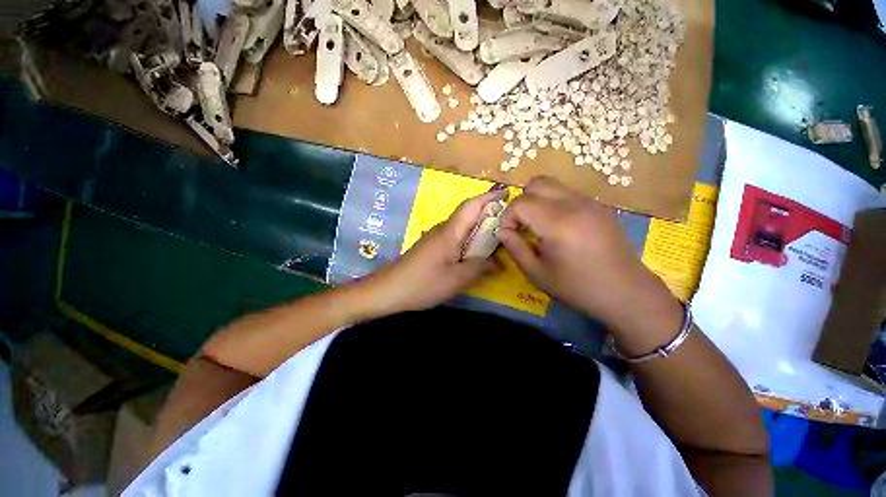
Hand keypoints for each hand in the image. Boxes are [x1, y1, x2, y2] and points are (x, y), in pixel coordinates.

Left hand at [362, 188, 506, 314]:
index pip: (471, 206)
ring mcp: (436, 238)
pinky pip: (456, 238)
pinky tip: (476, 253)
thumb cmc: (423, 283)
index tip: (507, 194)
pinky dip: (469, 241)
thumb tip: (498, 263)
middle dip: (489, 213)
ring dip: (479, 228)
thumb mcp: (456, 279)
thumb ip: (479, 267)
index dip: (489, 198)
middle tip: (510, 221)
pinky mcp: (433, 248)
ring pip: (463, 227)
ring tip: (498, 237)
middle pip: (468, 215)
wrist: (388, 289)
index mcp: (450, 232)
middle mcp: (443, 230)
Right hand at [497, 177, 682, 348]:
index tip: (510, 235)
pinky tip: (558, 226)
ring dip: (537, 200)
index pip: (520, 203)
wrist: (627, 292)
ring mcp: (590, 202)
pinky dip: (553, 203)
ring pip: (552, 185)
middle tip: (522, 226)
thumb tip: (502, 231)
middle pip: (535, 184)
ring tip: (538, 224)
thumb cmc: (578, 288)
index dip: (507, 218)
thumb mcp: (537, 274)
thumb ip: (515, 249)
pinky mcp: (599, 206)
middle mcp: (574, 204)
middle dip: (521, 203)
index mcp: (558, 223)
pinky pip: (567, 193)